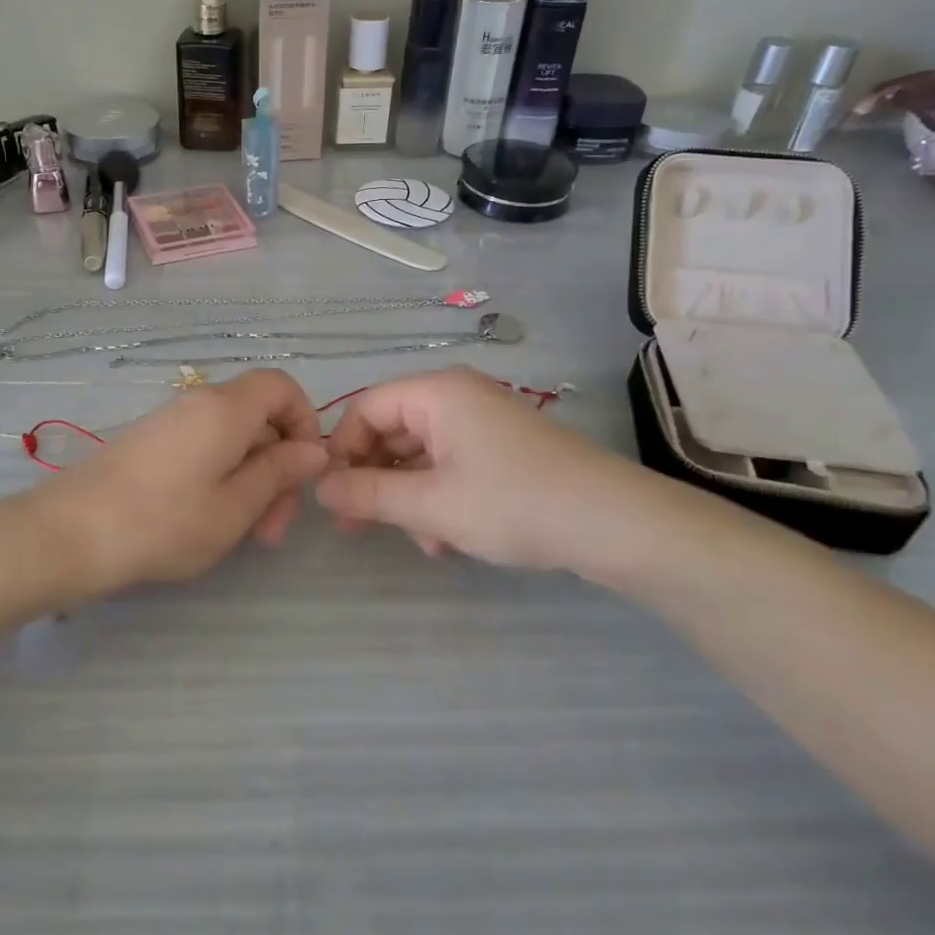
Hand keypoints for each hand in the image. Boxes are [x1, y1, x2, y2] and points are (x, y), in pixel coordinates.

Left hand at [33, 369, 328, 598]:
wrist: (70, 533)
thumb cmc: (163, 522)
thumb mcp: (234, 507)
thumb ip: (279, 473)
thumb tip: (314, 450)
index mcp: (226, 408)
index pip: (282, 386)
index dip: (305, 421)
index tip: (304, 470)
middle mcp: (199, 403)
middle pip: (259, 416)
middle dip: (279, 465)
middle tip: (275, 527)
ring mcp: (171, 422)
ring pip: (232, 438)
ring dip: (252, 479)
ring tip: (248, 533)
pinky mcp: (151, 442)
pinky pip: (203, 447)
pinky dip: (222, 477)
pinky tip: (213, 520)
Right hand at [314, 365, 718, 584]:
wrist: (615, 524)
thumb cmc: (512, 502)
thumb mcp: (430, 504)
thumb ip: (369, 494)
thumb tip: (319, 489)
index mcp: (436, 393)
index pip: (365, 409)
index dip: (343, 451)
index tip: (333, 498)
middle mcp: (456, 397)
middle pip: (392, 431)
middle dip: (376, 480)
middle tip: (359, 527)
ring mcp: (483, 423)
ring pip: (420, 454)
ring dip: (409, 497)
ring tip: (422, 542)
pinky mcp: (502, 450)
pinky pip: (451, 465)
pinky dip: (439, 498)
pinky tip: (447, 540)